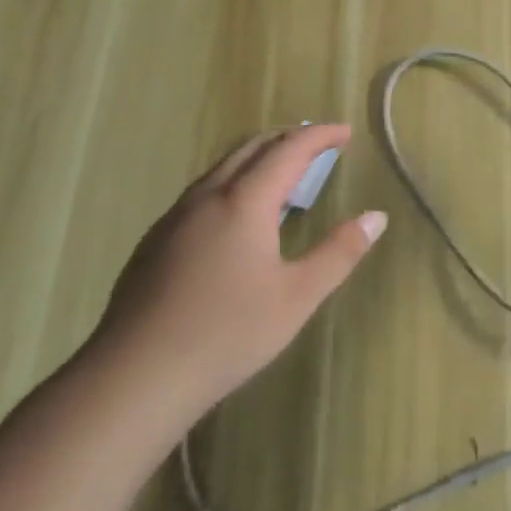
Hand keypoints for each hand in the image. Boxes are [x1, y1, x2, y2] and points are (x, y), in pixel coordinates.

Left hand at [95, 124, 386, 420]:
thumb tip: (377, 217)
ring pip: (221, 168)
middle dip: (287, 139)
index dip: (320, 136)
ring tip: (281, 176)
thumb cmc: (227, 334)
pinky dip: (232, 183)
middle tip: (317, 145)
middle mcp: (207, 197)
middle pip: (251, 148)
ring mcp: (174, 219)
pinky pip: (201, 193)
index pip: (289, 150)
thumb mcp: (298, 297)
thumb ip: (340, 252)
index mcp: (245, 201)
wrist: (134, 378)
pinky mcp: (154, 243)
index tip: (345, 131)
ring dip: (257, 159)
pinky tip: (234, 218)